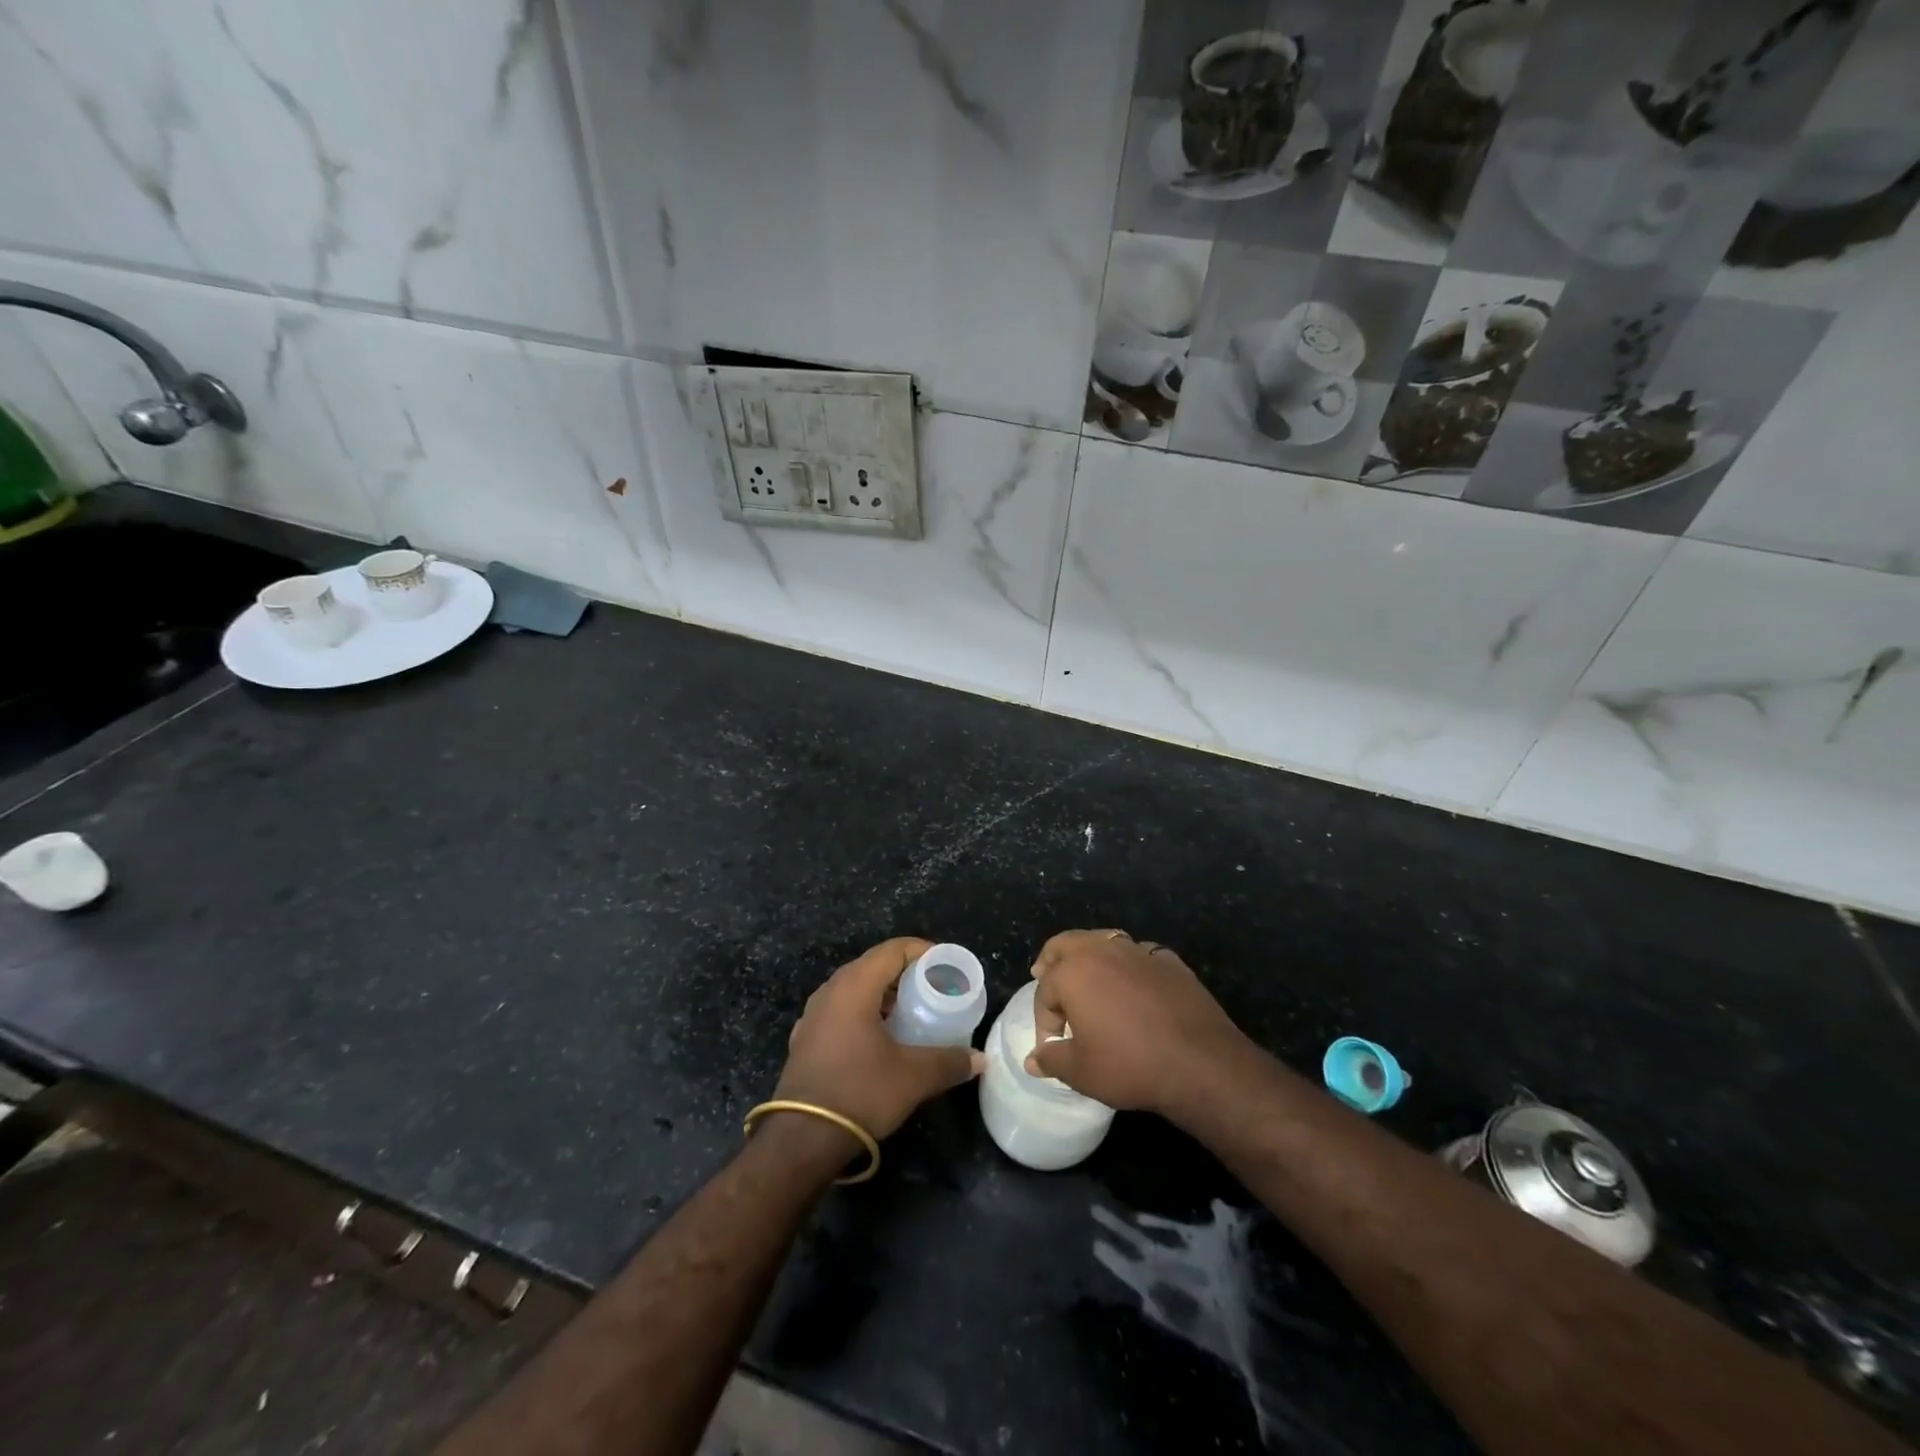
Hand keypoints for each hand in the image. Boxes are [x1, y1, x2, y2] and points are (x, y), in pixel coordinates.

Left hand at [774, 937, 984, 1141]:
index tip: (946, 965)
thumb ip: (949, 1062)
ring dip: (883, 993)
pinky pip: (840, 1010)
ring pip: (854, 988)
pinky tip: (879, 1037)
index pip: (893, 950)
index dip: (922, 951)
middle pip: (872, 965)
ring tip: (911, 1011)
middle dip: (904, 972)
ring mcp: (813, 1015)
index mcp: (854, 986)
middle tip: (933, 987)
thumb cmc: (860, 1093)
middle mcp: (830, 991)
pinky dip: (864, 1012)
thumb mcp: (913, 1077)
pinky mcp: (805, 1039)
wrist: (802, 1139)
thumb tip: (980, 1059)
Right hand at [1026, 929, 1251, 1121]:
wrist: (1200, 1063)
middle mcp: (1102, 951)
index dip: (1044, 1019)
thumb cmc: (1130, 1065)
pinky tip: (1135, 985)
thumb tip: (1032, 1060)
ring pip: (1103, 939)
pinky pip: (1139, 953)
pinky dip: (1128, 964)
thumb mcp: (1081, 1072)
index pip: (1045, 990)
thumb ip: (1052, 1060)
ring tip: (1089, 974)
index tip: (1052, 1045)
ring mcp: (1138, 951)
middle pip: (1066, 943)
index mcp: (1073, 972)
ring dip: (1090, 954)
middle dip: (1052, 959)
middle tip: (1045, 974)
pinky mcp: (1169, 960)